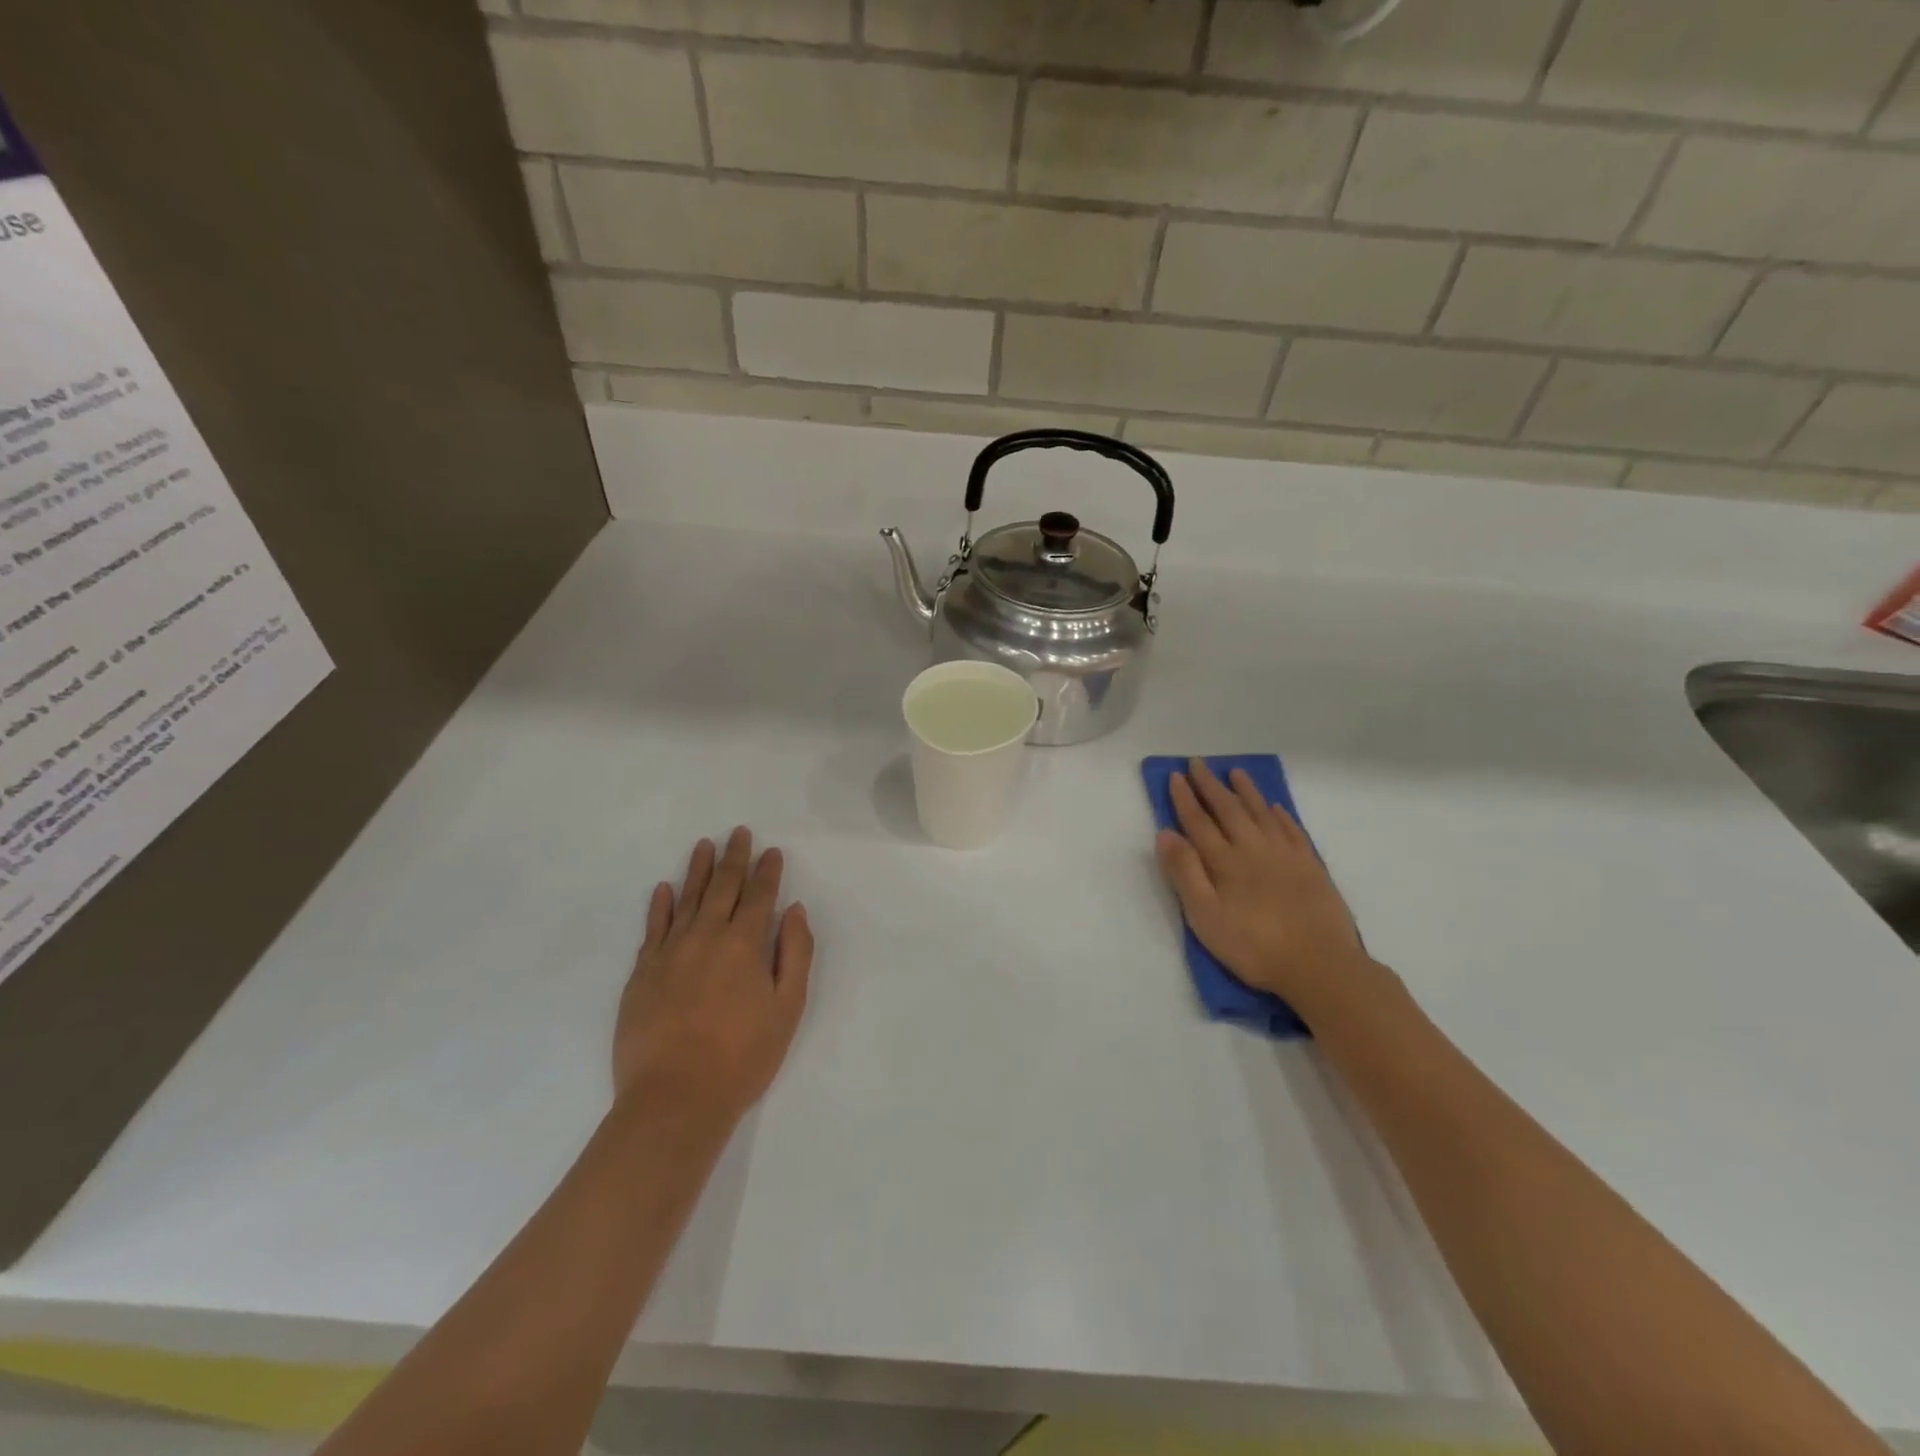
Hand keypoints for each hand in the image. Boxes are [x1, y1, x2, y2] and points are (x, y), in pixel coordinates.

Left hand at [614, 827, 812, 1121]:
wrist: (675, 1098)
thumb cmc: (743, 1056)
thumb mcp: (788, 1008)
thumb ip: (794, 953)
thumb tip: (794, 910)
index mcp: (744, 944)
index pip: (759, 896)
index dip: (768, 871)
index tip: (772, 851)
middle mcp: (706, 936)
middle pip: (722, 887)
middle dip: (734, 858)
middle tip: (739, 833)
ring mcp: (669, 952)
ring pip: (686, 899)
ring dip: (697, 870)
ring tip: (704, 845)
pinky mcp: (642, 973)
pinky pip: (652, 928)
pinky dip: (659, 906)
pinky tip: (664, 889)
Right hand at [1155, 759, 1379, 1018]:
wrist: (1319, 965)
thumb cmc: (1253, 946)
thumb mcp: (1205, 916)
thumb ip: (1185, 873)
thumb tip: (1166, 833)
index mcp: (1225, 861)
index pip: (1199, 821)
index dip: (1185, 798)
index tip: (1176, 775)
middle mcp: (1254, 849)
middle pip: (1229, 810)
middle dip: (1211, 785)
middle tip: (1199, 763)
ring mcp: (1286, 855)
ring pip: (1261, 813)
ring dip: (1246, 792)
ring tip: (1236, 772)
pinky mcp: (1310, 867)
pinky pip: (1292, 831)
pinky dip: (1281, 816)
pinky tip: (1275, 808)